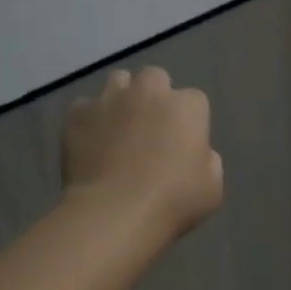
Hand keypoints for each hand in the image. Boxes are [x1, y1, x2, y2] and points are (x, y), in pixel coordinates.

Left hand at [63, 67, 224, 242]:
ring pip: (118, 82)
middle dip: (155, 95)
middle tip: (151, 126)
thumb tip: (198, 153)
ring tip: (118, 126)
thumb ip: (208, 161)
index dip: (189, 120)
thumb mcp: (212, 188)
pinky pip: (85, 107)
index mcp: (187, 107)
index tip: (184, 142)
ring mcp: (110, 99)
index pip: (194, 100)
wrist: (113, 212)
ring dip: (122, 98)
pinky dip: (90, 119)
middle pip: (155, 78)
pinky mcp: (78, 114)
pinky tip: (91, 142)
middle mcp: (149, 92)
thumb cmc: (172, 201)